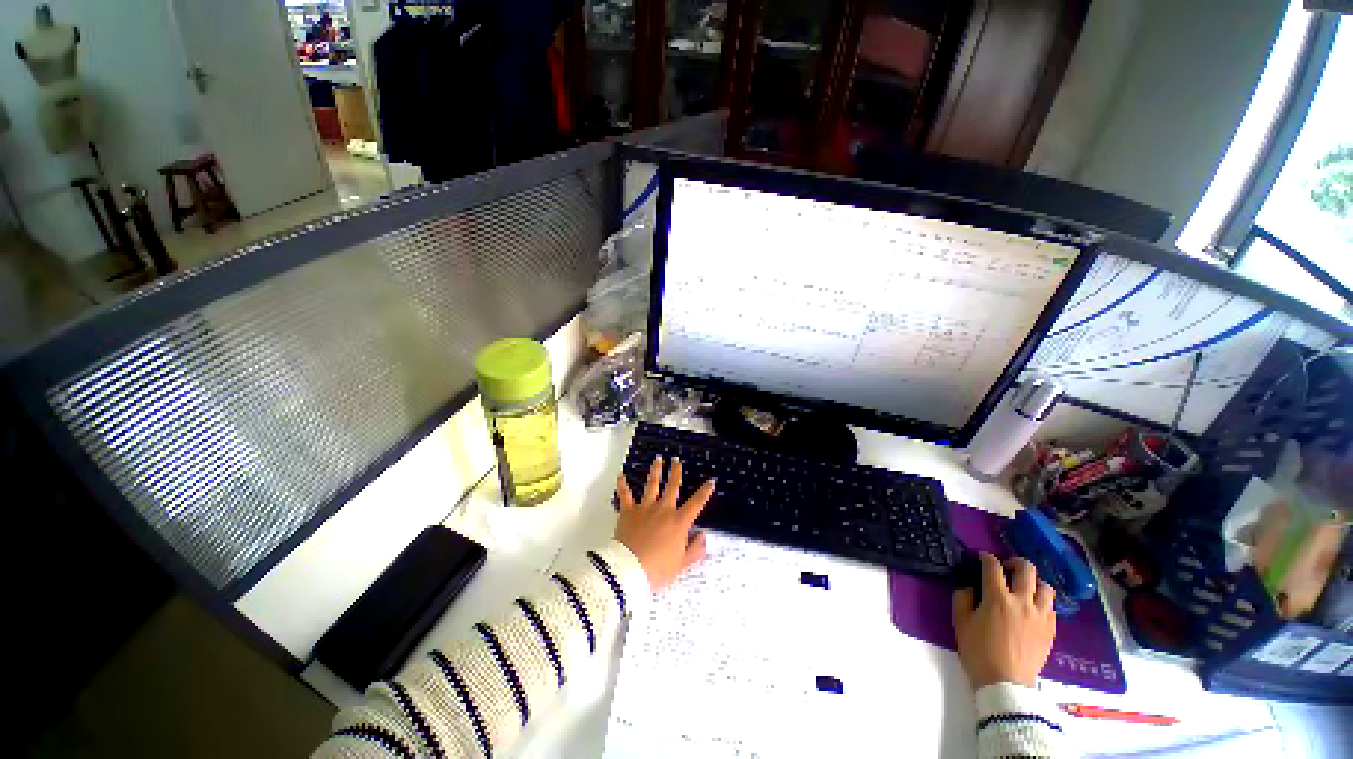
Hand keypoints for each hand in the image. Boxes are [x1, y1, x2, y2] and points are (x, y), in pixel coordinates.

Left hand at [615, 455, 715, 590]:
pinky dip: (622, 485)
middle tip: (676, 459)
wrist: (629, 570)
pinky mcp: (628, 512)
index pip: (696, 503)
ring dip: (655, 470)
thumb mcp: (682, 565)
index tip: (711, 481)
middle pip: (672, 486)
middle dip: (676, 471)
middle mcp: (663, 510)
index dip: (705, 492)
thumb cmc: (657, 570)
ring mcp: (645, 508)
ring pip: (651, 484)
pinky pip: (625, 495)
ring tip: (657, 459)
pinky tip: (621, 476)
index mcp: (679, 522)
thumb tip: (704, 536)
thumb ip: (696, 550)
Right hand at [952, 553, 1056, 688]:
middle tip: (1006, 567)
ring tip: (1025, 587)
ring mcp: (1040, 615)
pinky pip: (1052, 606)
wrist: (1005, 683)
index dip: (986, 558)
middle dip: (1014, 562)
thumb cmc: (979, 651)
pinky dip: (1043, 601)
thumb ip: (963, 598)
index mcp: (997, 598)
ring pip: (1046, 587)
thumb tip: (970, 586)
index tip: (982, 558)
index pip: (993, 567)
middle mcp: (1022, 601)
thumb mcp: (961, 622)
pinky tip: (1033, 607)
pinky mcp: (1051, 629)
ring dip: (1034, 582)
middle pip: (1026, 570)